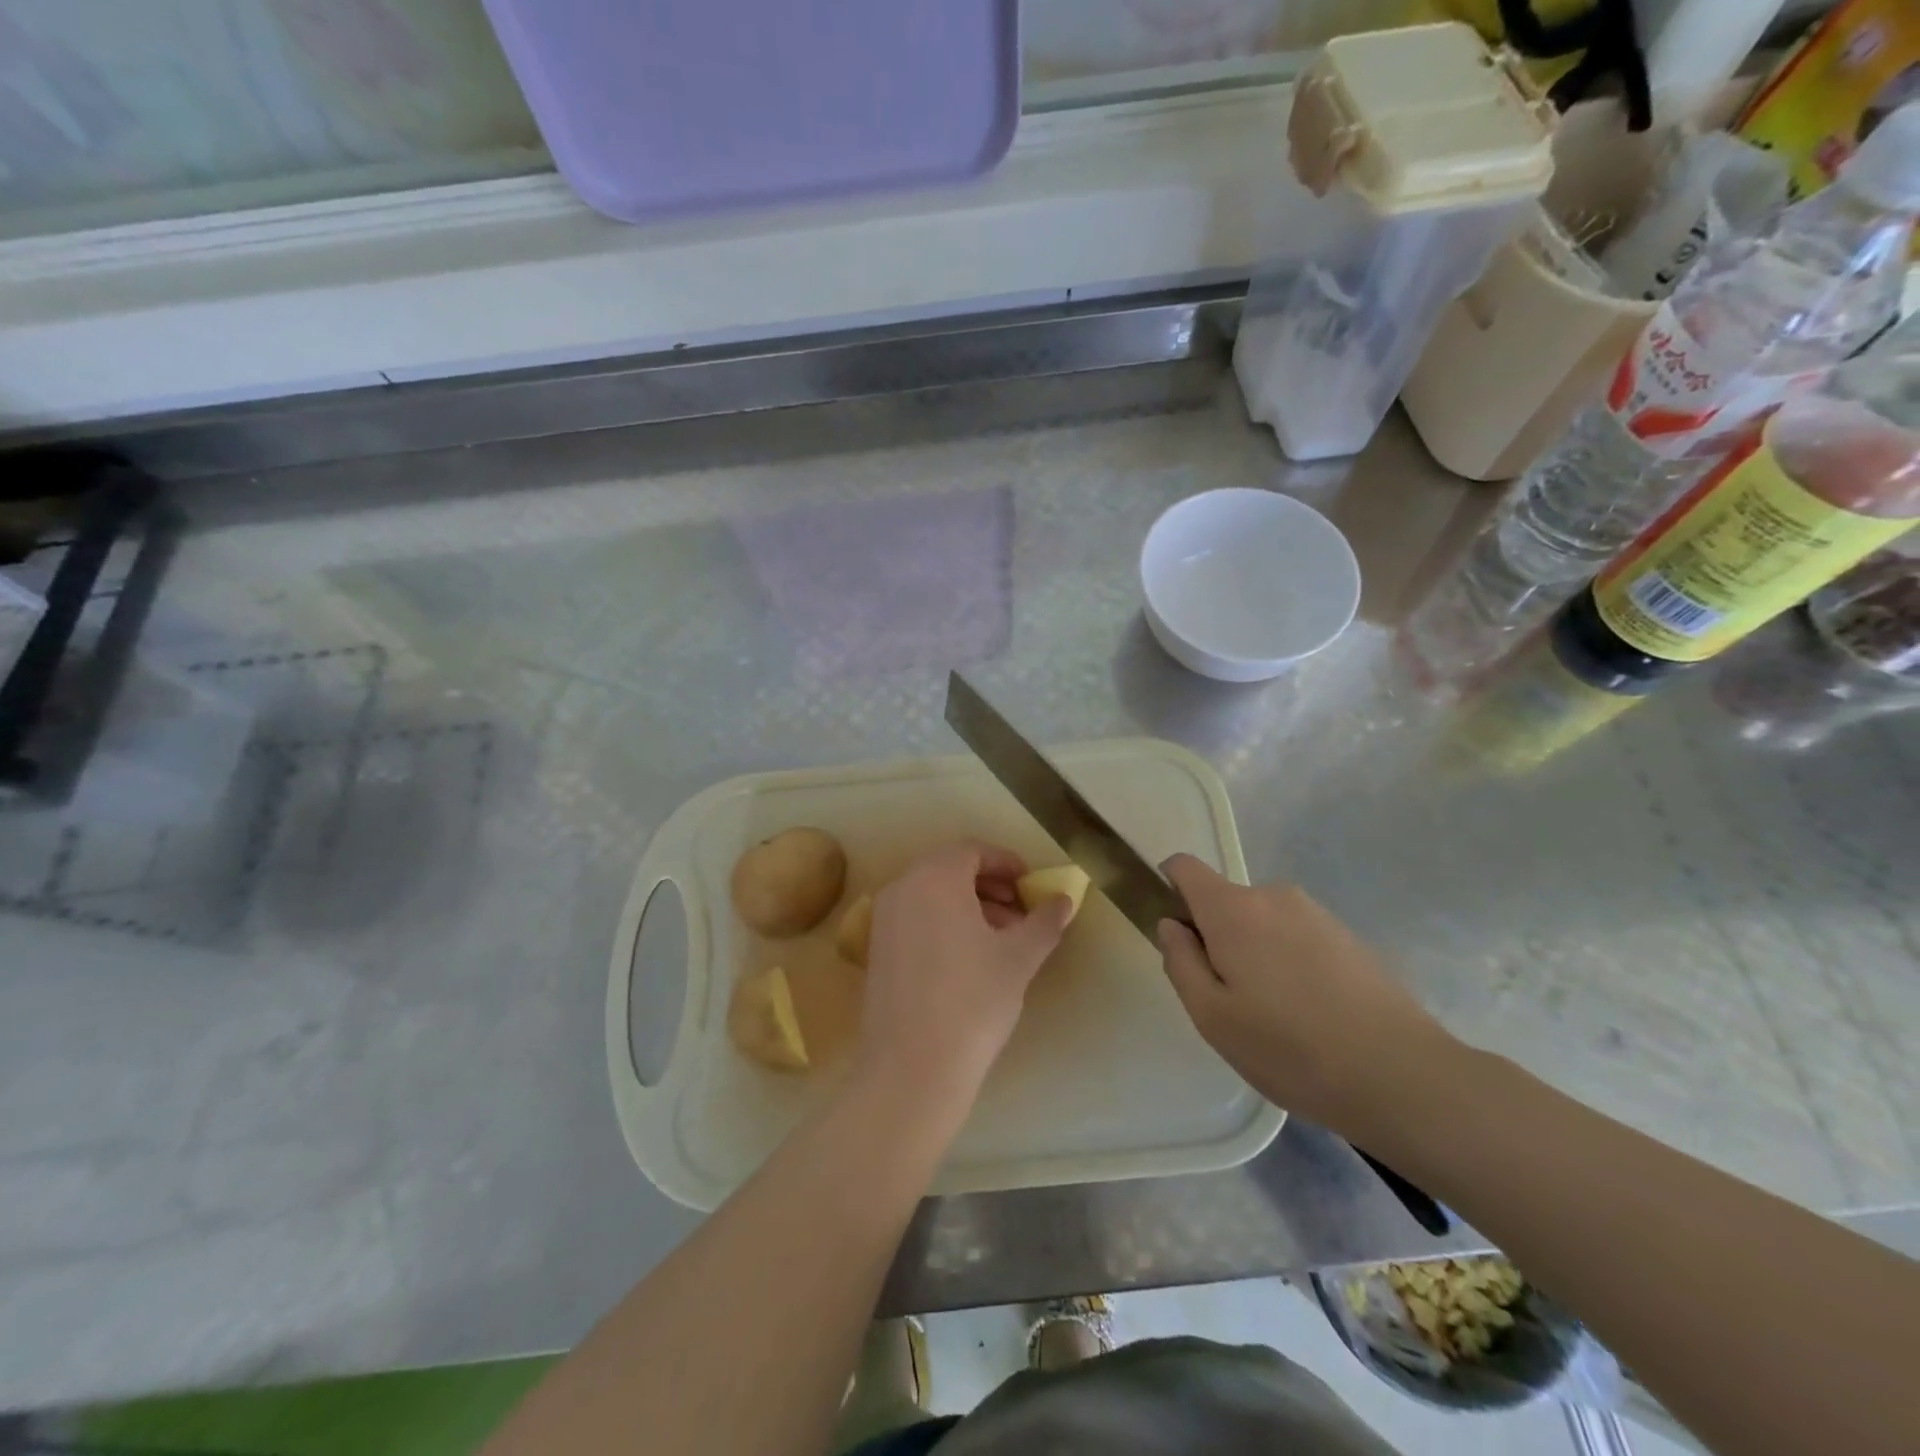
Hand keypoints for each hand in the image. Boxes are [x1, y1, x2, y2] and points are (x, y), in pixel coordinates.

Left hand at [853, 841, 1073, 1121]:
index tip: (1031, 886)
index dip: (1007, 863)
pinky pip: (916, 918)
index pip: (973, 851)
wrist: (912, 1068)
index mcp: (935, 878)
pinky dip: (945, 923)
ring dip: (970, 905)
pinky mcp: (877, 949)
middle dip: (990, 886)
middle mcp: (903, 888)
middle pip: (951, 870)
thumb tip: (1064, 900)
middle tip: (1021, 913)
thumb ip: (1044, 921)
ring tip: (1002, 939)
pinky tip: (970, 959)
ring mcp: (884, 919)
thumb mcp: (1019, 958)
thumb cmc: (973, 1001)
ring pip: (932, 895)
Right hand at [1156, 854, 1455, 1134]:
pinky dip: (1289, 962)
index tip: (1176, 935)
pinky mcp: (1348, 936)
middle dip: (1215, 937)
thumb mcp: (1211, 1016)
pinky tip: (1311, 1015)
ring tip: (1275, 1016)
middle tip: (1229, 999)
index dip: (1168, 889)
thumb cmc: (1289, 1048)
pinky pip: (1297, 936)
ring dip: (1254, 952)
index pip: (1184, 867)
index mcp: (1233, 909)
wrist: (1401, 1075)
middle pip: (1224, 901)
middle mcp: (1273, 896)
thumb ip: (1179, 961)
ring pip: (1262, 922)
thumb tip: (1171, 925)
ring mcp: (1316, 913)